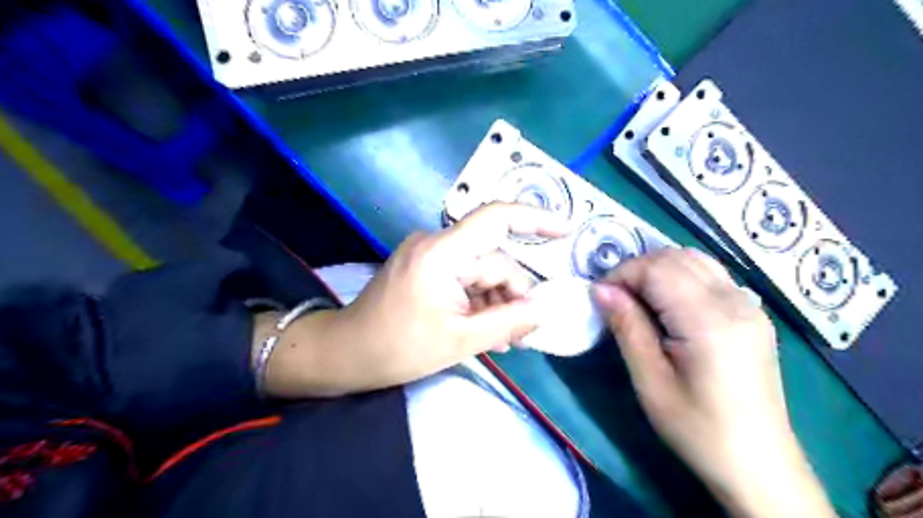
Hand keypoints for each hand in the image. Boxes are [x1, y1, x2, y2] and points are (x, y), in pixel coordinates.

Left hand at [263, 202, 567, 395]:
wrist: (346, 353)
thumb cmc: (397, 348)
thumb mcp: (459, 341)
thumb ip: (508, 323)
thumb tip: (545, 311)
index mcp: (442, 253)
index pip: (495, 219)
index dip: (535, 219)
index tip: (566, 230)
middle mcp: (437, 244)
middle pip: (493, 259)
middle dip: (512, 293)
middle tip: (523, 333)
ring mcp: (430, 254)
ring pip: (481, 271)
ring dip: (496, 301)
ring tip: (503, 339)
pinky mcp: (426, 267)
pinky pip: (465, 277)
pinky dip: (479, 299)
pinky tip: (484, 328)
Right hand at [592, 248, 838, 514]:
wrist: (759, 464)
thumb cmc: (698, 429)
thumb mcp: (650, 382)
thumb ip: (627, 327)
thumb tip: (600, 289)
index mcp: (710, 321)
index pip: (658, 268)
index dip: (622, 274)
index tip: (601, 297)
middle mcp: (735, 302)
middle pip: (676, 257)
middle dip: (637, 269)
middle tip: (616, 299)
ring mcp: (750, 305)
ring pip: (695, 259)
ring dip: (658, 269)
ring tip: (638, 299)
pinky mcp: (753, 313)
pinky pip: (710, 275)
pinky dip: (680, 276)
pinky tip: (668, 304)